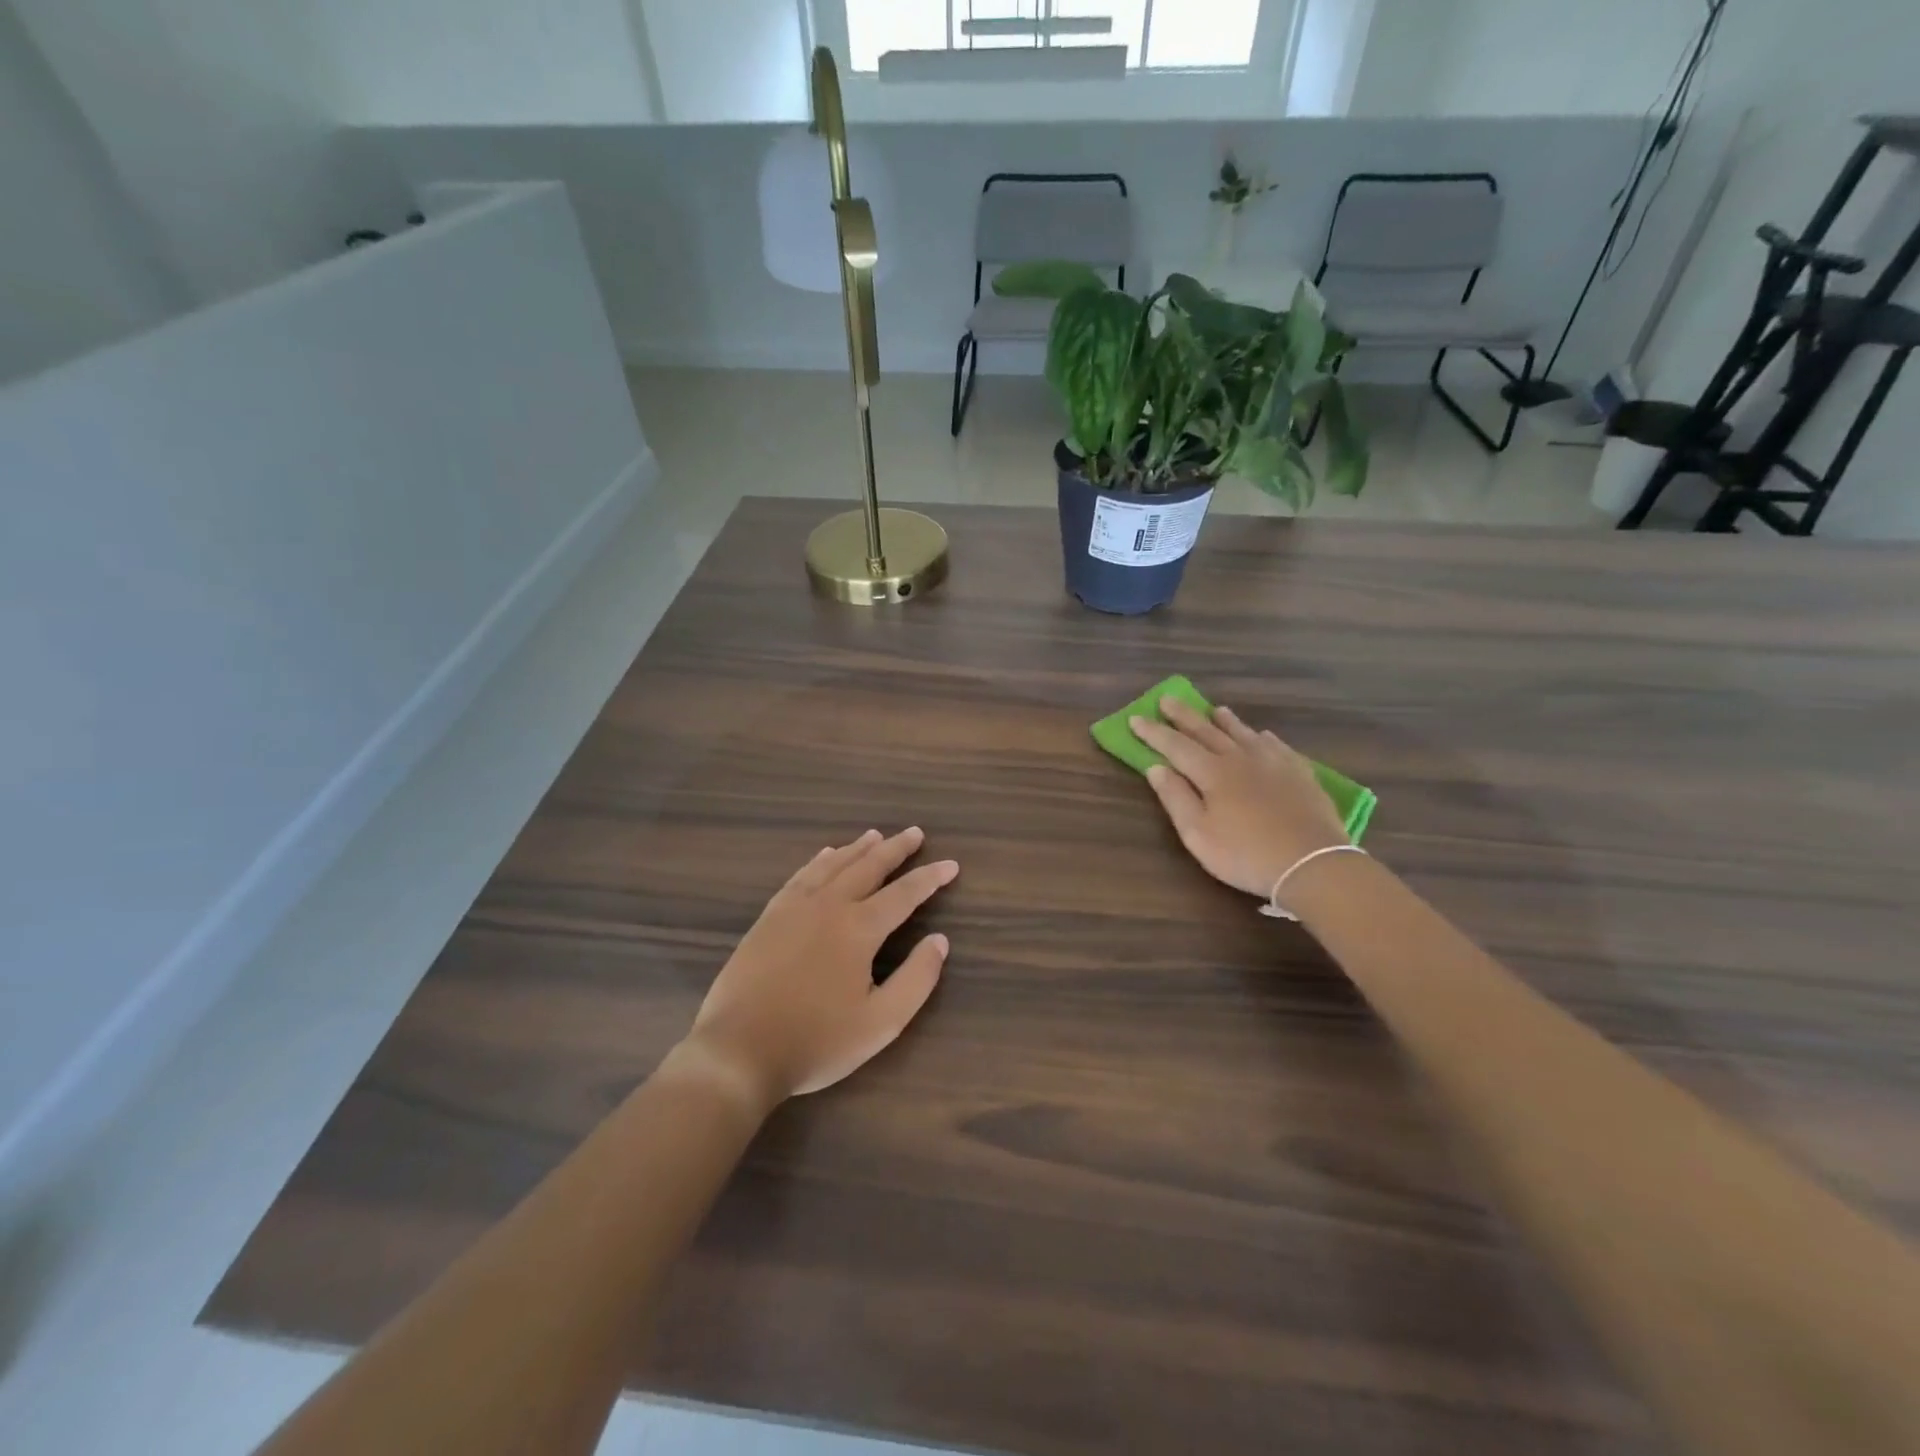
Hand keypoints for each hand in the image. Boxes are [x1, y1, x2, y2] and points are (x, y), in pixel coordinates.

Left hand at [684, 827, 956, 1103]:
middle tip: (915, 832)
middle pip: (868, 867)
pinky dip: (819, 860)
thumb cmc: (816, 1041)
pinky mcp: (769, 917)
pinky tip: (825, 855)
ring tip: (875, 835)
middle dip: (896, 849)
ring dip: (858, 848)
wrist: (739, 1051)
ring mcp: (794, 908)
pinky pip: (801, 876)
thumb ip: (917, 979)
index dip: (930, 877)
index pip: (904, 893)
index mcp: (859, 929)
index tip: (951, 864)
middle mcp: (829, 906)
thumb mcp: (881, 1023)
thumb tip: (939, 941)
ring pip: (833, 865)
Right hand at [1132, 698, 1349, 898]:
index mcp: (1212, 772)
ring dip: (1224, 721)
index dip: (1153, 732)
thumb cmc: (1245, 854)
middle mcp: (1240, 757)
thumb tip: (1156, 767)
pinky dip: (1261, 737)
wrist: (1312, 863)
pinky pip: (1275, 744)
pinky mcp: (1299, 771)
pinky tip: (1261, 736)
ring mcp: (1273, 761)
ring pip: (1243, 733)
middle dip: (1183, 715)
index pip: (1175, 745)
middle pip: (1206, 730)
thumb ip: (1175, 798)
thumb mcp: (1198, 834)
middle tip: (1167, 699)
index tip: (1135, 718)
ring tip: (1214, 709)